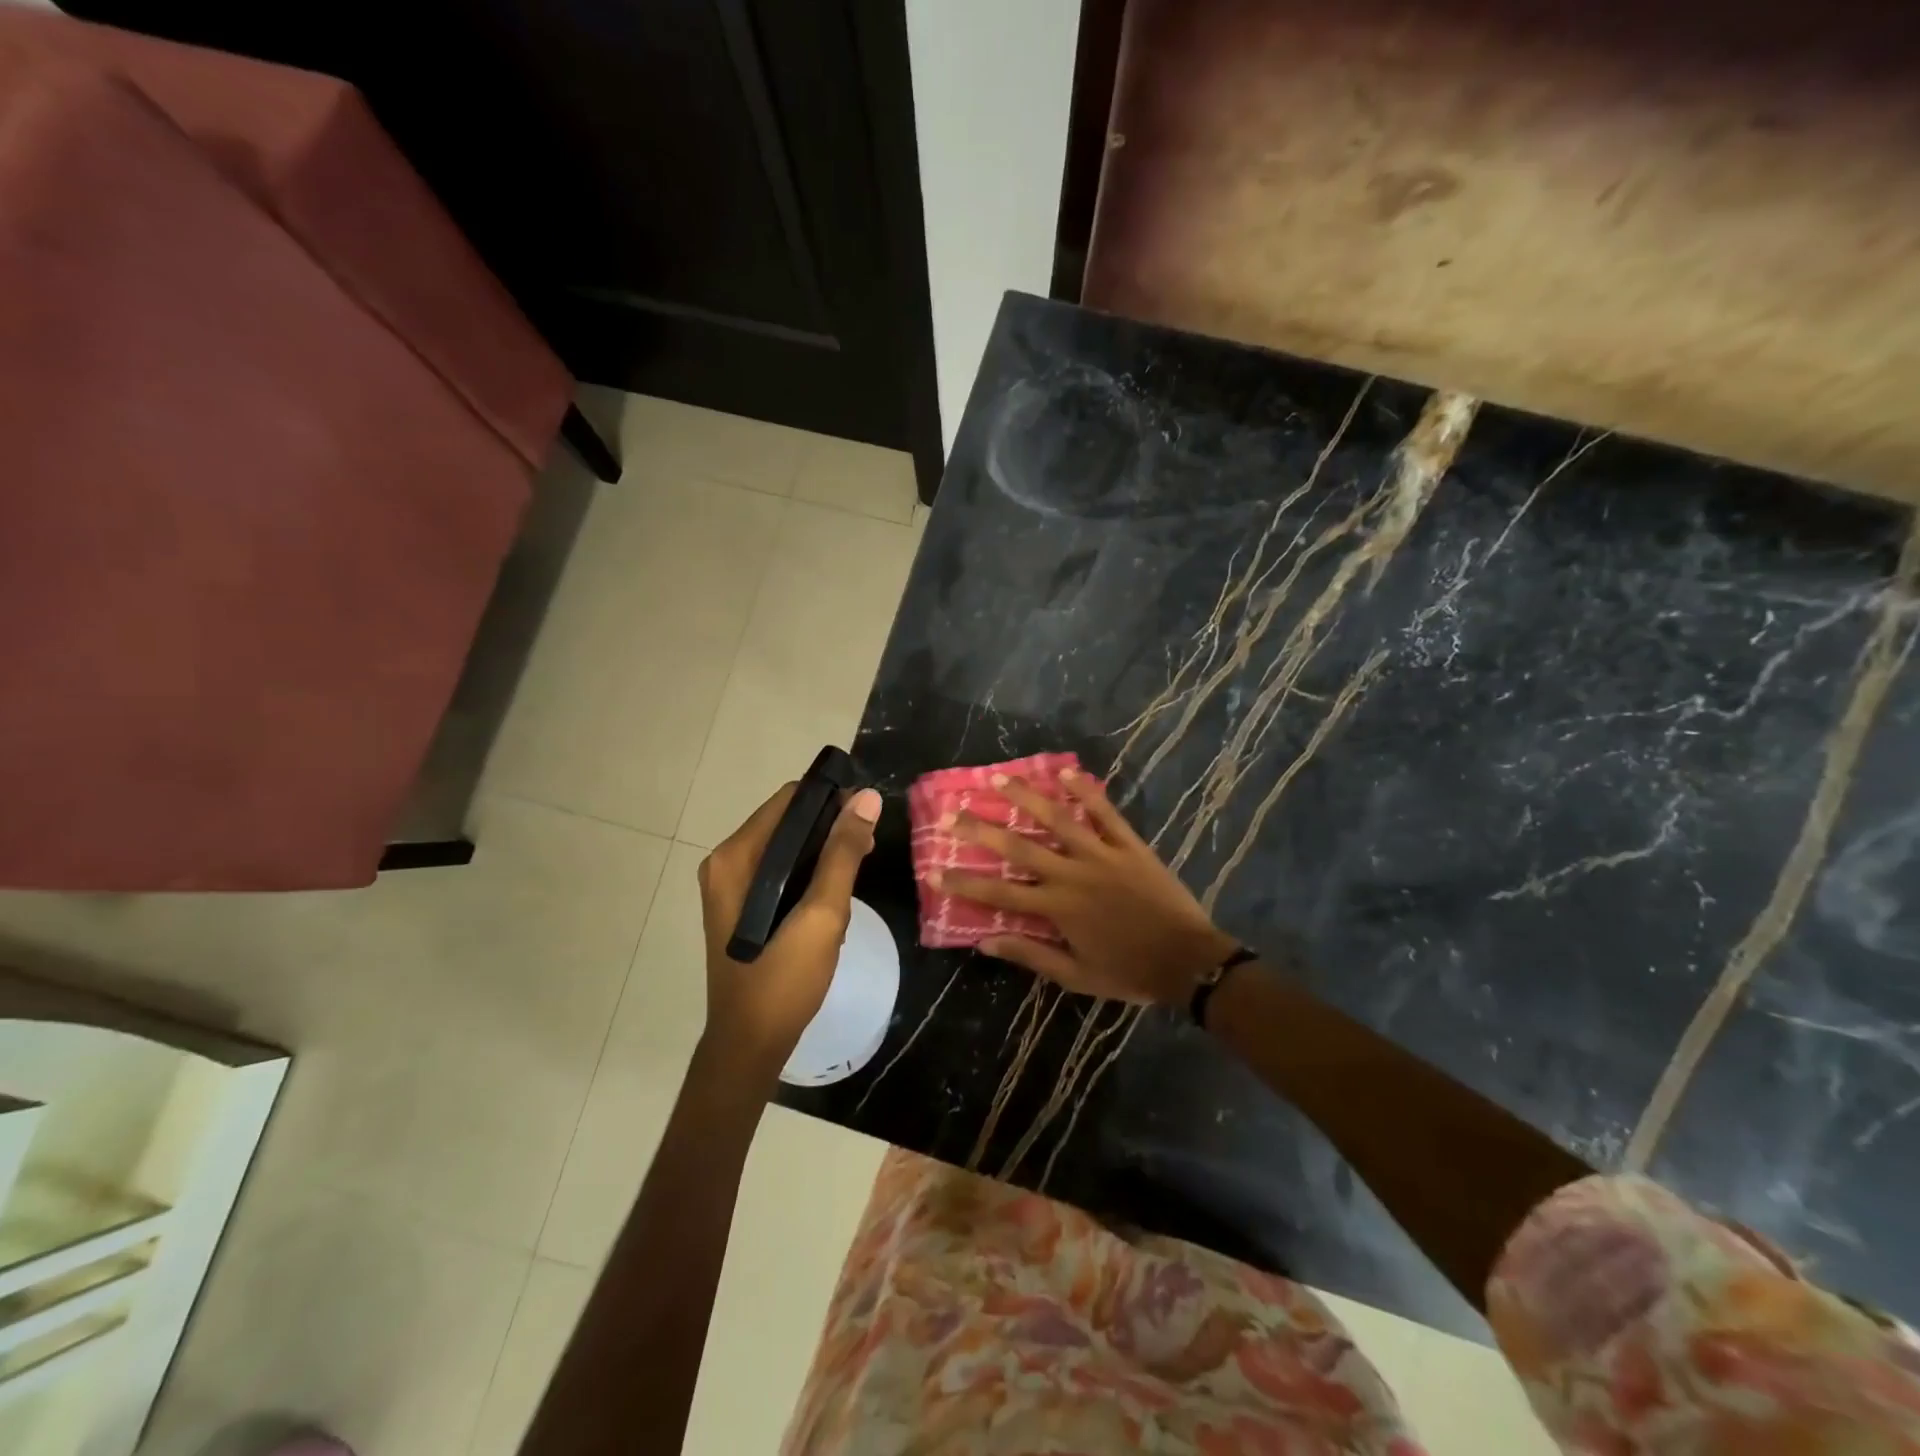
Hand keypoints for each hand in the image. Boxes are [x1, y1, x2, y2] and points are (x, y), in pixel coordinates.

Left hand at [697, 780, 882, 1078]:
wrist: (750, 1044)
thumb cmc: (784, 978)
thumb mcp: (822, 914)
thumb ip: (843, 853)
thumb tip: (868, 798)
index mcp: (736, 858)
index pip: (789, 801)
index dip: (832, 800)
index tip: (868, 816)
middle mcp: (727, 863)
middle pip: (787, 822)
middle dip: (831, 829)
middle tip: (869, 849)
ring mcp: (730, 886)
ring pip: (787, 848)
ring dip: (824, 854)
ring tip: (857, 876)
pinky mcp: (741, 905)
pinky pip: (780, 872)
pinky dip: (809, 875)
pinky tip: (834, 898)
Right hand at [935, 768, 1236, 1004]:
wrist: (1189, 961)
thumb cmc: (1129, 971)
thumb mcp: (1076, 975)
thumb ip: (1031, 954)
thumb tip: (985, 942)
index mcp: (1057, 908)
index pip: (999, 893)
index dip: (964, 882)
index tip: (934, 870)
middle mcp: (1072, 874)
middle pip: (1019, 847)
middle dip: (982, 829)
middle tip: (954, 813)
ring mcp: (1102, 854)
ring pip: (1058, 819)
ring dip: (1027, 797)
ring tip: (1000, 778)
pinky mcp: (1129, 845)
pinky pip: (1105, 813)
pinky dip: (1086, 792)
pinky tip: (1067, 772)